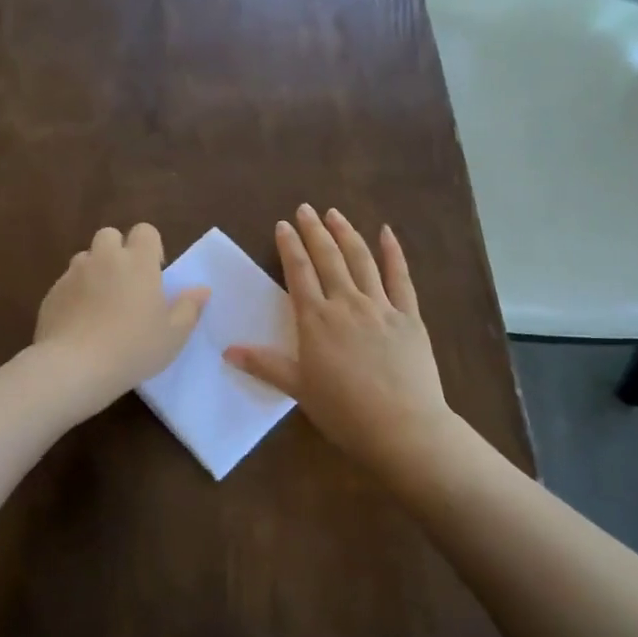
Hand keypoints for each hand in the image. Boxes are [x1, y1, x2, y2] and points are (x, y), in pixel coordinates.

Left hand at [34, 223, 208, 416]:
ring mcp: (74, 274)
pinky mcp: (52, 293)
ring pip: (85, 259)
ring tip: (101, 304)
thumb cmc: (134, 348)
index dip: (150, 246)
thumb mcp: (174, 335)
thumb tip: (201, 290)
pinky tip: (80, 323)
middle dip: (117, 251)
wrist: (75, 367)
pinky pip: (67, 284)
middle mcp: (104, 258)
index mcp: (138, 262)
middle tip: (126, 284)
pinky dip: (75, 294)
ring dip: (95, 272)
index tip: (154, 272)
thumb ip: (189, 308)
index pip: (144, 231)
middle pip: (109, 236)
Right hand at [225, 206, 451, 473]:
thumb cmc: (344, 412)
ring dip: (347, 233)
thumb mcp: (299, 389)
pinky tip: (387, 233)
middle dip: (315, 231)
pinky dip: (393, 253)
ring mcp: (381, 307)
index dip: (290, 247)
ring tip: (335, 213)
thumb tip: (227, 350)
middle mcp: (346, 304)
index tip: (283, 225)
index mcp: (316, 320)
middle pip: (328, 258)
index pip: (299, 273)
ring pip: (361, 260)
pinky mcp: (409, 316)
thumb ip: (265, 365)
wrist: (402, 427)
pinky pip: (400, 277)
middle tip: (306, 209)